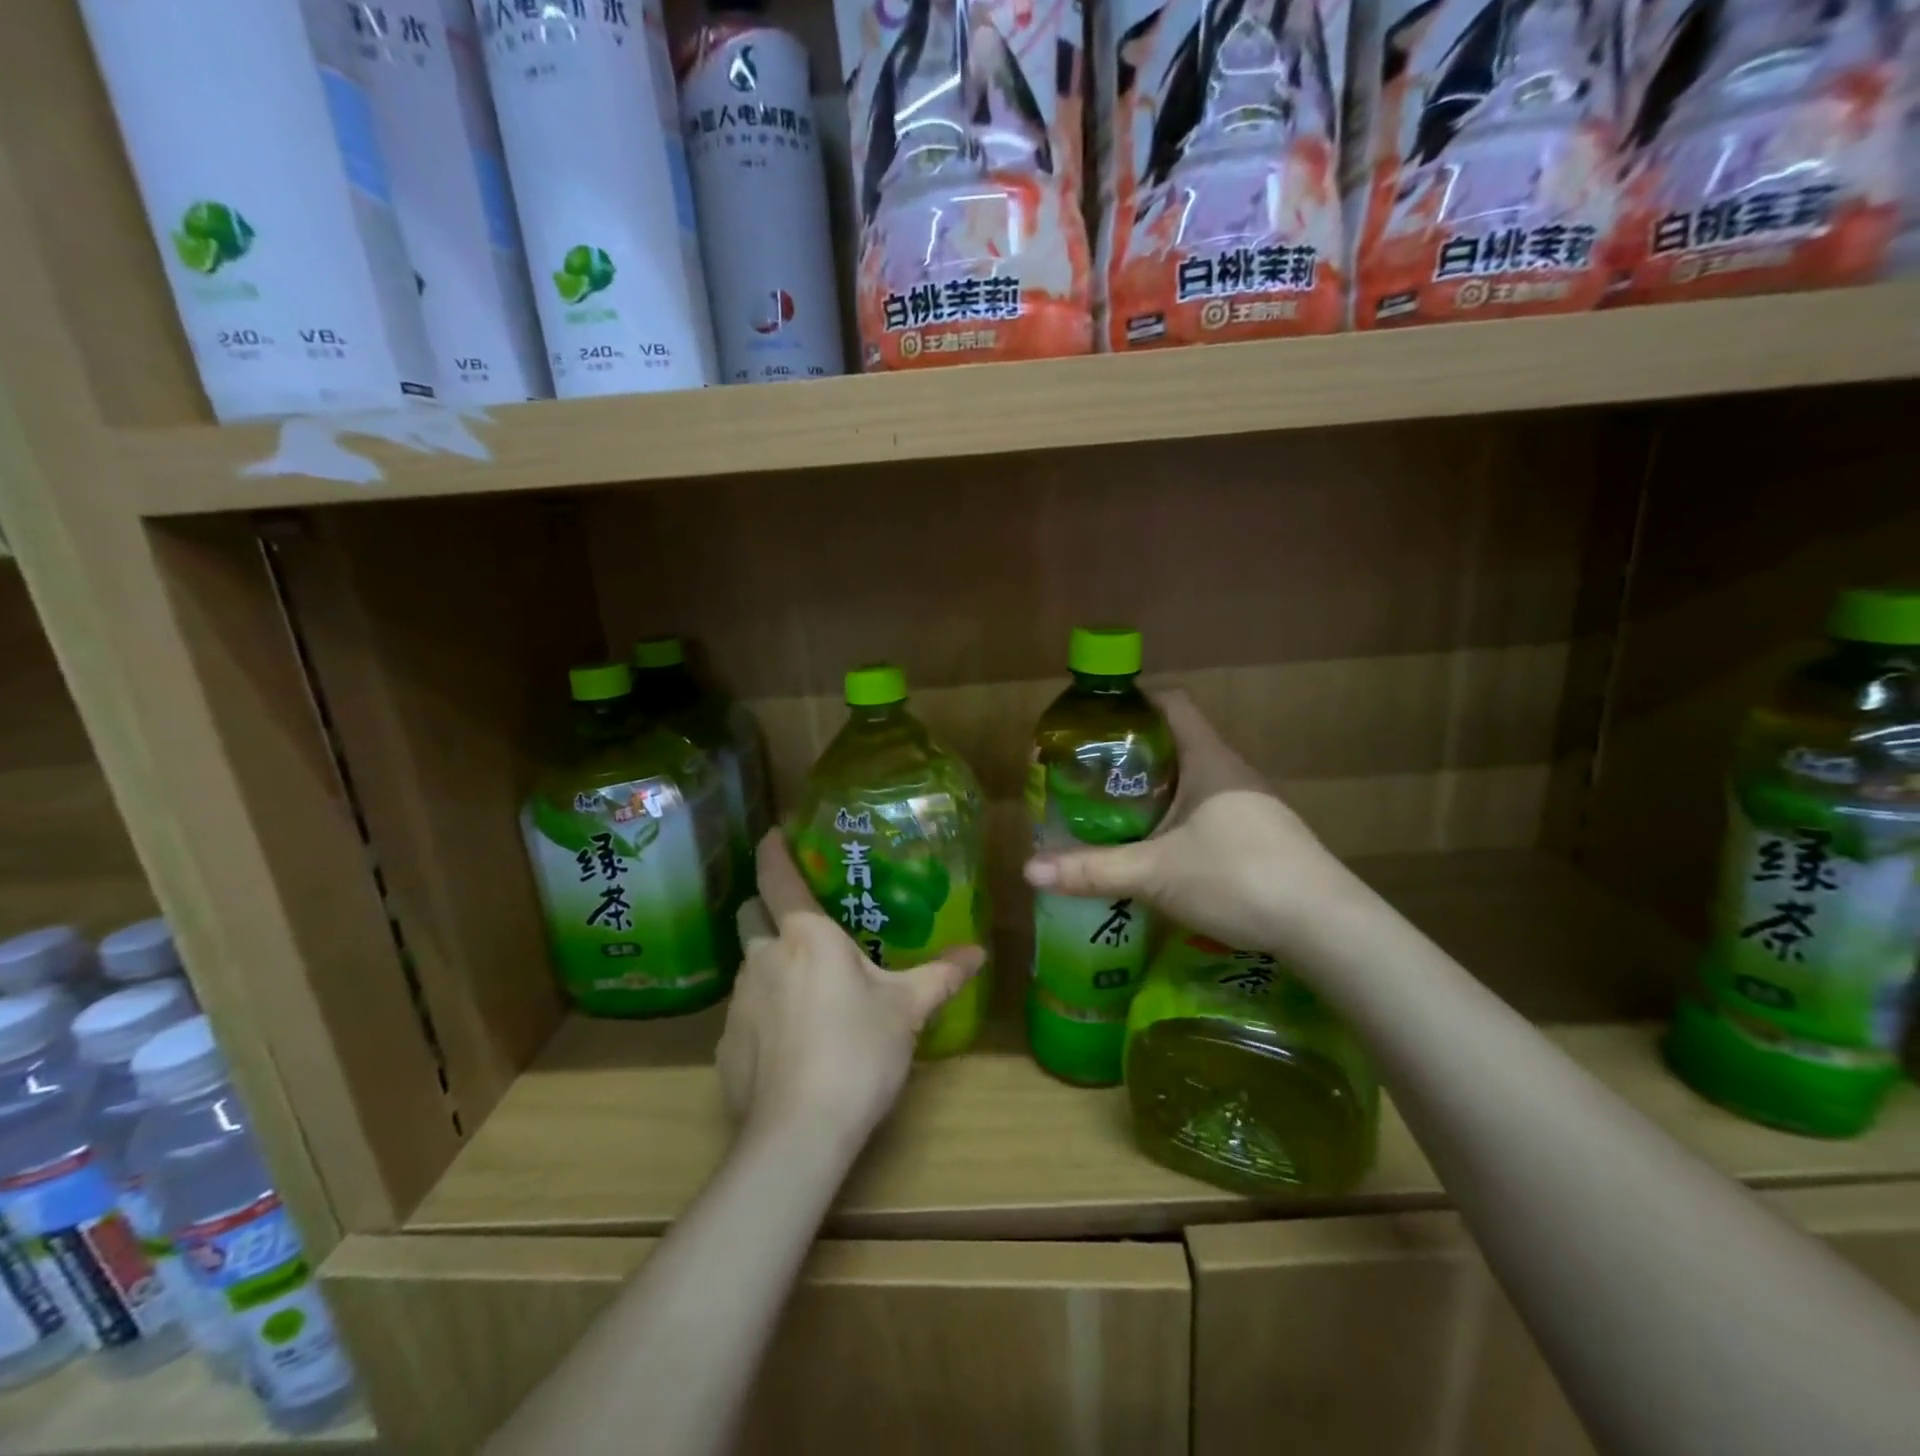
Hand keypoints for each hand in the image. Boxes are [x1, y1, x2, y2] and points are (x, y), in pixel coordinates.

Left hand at [717, 833, 983, 1150]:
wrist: (799, 1133)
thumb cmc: (858, 1052)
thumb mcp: (907, 1010)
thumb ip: (940, 976)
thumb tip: (979, 952)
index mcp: (805, 937)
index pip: (777, 877)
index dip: (773, 851)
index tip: (774, 834)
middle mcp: (762, 959)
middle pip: (750, 915)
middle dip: (767, 909)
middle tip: (799, 921)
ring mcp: (738, 1003)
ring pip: (748, 965)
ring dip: (769, 964)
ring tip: (805, 988)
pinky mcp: (725, 1046)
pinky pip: (744, 1013)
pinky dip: (764, 1014)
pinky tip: (790, 1043)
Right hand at [1022, 691, 1359, 955]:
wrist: (1325, 926)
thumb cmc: (1238, 876)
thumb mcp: (1155, 873)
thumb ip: (1093, 870)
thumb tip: (1028, 869)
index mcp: (1209, 759)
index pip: (1171, 702)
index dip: (1134, 699)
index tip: (1095, 716)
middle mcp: (1232, 773)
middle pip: (1177, 742)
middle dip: (1131, 752)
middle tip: (1089, 772)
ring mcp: (1251, 806)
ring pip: (1192, 781)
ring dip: (1154, 790)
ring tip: (1113, 810)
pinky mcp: (1260, 838)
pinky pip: (1207, 812)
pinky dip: (1175, 819)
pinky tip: (1157, 850)